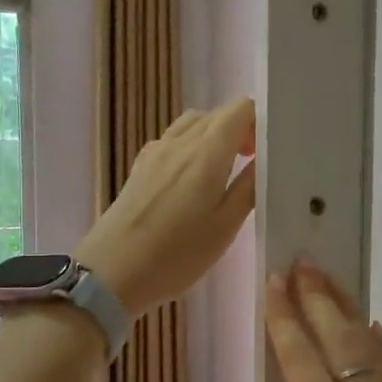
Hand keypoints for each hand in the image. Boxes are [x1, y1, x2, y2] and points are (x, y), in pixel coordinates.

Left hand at [77, 97, 257, 318]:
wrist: (113, 272)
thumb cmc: (177, 255)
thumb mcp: (225, 227)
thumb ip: (249, 187)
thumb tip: (265, 158)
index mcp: (206, 153)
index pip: (239, 109)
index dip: (259, 121)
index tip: (268, 150)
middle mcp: (180, 142)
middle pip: (216, 114)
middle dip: (240, 129)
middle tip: (252, 164)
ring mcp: (155, 152)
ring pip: (192, 124)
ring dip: (214, 136)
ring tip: (224, 170)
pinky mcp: (140, 167)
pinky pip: (173, 140)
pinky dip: (191, 146)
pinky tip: (192, 180)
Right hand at [260, 263, 381, 381]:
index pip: (303, 365)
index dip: (287, 321)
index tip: (275, 283)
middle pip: (341, 344)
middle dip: (318, 300)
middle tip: (302, 263)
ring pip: (372, 352)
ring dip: (348, 313)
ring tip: (328, 281)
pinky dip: (379, 348)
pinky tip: (371, 328)